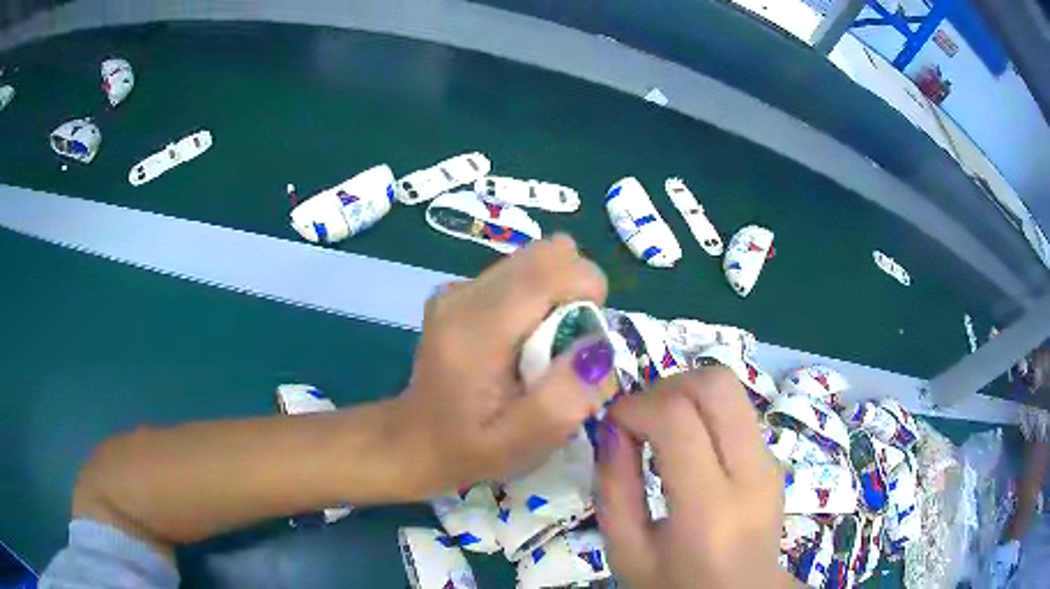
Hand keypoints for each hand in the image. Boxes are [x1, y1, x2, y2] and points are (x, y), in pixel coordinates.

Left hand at [398, 235, 609, 496]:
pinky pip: (518, 275)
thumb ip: (563, 400)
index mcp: (475, 331)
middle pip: (543, 256)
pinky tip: (522, 340)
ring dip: (556, 295)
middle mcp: (462, 295)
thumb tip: (598, 348)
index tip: (594, 332)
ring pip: (533, 262)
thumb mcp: (522, 444)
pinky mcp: (459, 291)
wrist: (413, 440)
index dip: (587, 284)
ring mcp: (456, 289)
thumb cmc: (469, 449)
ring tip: (544, 346)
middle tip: (570, 343)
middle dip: (575, 290)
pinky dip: (537, 299)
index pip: (545, 269)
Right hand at [596, 367, 797, 587]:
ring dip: (685, 394)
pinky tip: (685, 445)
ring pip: (731, 390)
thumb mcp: (627, 552)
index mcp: (709, 509)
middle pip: (716, 385)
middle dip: (667, 386)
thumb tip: (612, 428)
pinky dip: (703, 411)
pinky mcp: (773, 460)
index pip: (677, 419)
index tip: (611, 422)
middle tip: (638, 417)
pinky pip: (737, 412)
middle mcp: (751, 474)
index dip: (636, 406)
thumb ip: (614, 489)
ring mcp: (769, 463)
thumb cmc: (677, 585)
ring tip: (658, 428)